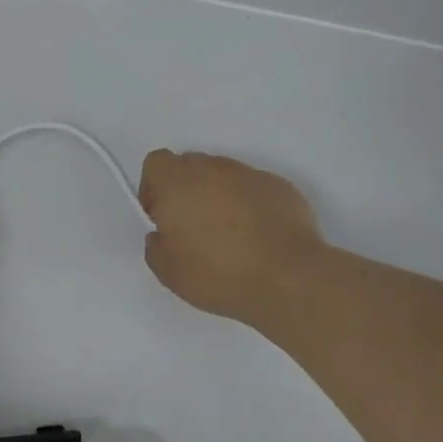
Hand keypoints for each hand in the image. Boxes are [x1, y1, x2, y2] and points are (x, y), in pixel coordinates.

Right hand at [139, 150, 324, 324]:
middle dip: (187, 191)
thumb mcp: (169, 272)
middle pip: (191, 166)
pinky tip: (259, 237)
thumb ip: (156, 246)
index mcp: (177, 182)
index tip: (162, 218)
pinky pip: (254, 189)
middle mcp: (212, 168)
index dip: (154, 188)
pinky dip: (250, 205)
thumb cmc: (219, 274)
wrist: (288, 278)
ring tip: (230, 236)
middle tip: (194, 229)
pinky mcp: (280, 186)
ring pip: (224, 176)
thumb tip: (163, 235)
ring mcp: (249, 174)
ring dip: (219, 196)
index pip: (156, 163)